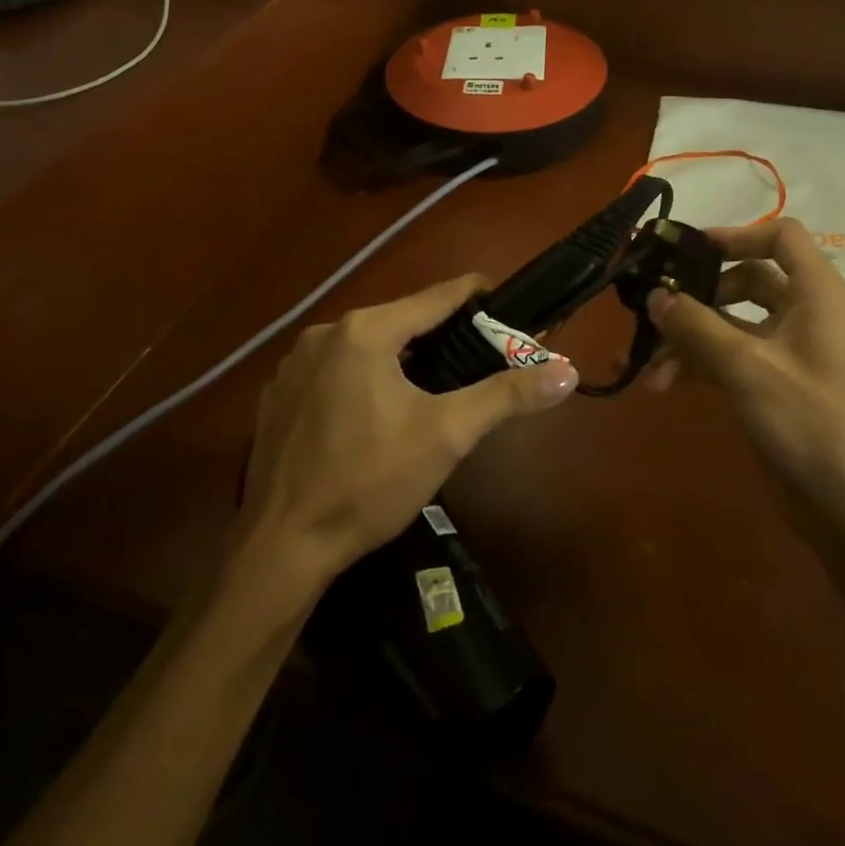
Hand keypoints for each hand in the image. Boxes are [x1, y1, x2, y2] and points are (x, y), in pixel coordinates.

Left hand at [240, 275, 578, 579]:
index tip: (505, 305)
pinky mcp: (278, 394)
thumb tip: (566, 370)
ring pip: (365, 344)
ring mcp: (294, 362)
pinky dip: (361, 378)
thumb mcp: (447, 436)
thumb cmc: (369, 483)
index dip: (476, 296)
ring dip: (399, 357)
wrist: (279, 549)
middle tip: (474, 359)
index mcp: (366, 329)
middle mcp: (325, 331)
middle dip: (440, 335)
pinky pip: (333, 369)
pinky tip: (371, 416)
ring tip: (430, 389)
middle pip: (400, 319)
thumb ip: (506, 396)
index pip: (437, 296)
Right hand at [646, 218, 844, 523]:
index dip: (736, 234)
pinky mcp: (777, 382)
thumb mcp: (747, 367)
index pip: (780, 235)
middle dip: (699, 297)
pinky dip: (702, 363)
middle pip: (747, 278)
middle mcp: (806, 312)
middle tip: (657, 309)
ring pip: (733, 322)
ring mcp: (791, 350)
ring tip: (651, 368)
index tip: (689, 252)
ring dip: (691, 338)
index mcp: (817, 293)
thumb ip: (696, 326)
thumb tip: (655, 294)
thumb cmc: (811, 422)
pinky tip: (666, 385)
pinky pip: (733, 355)